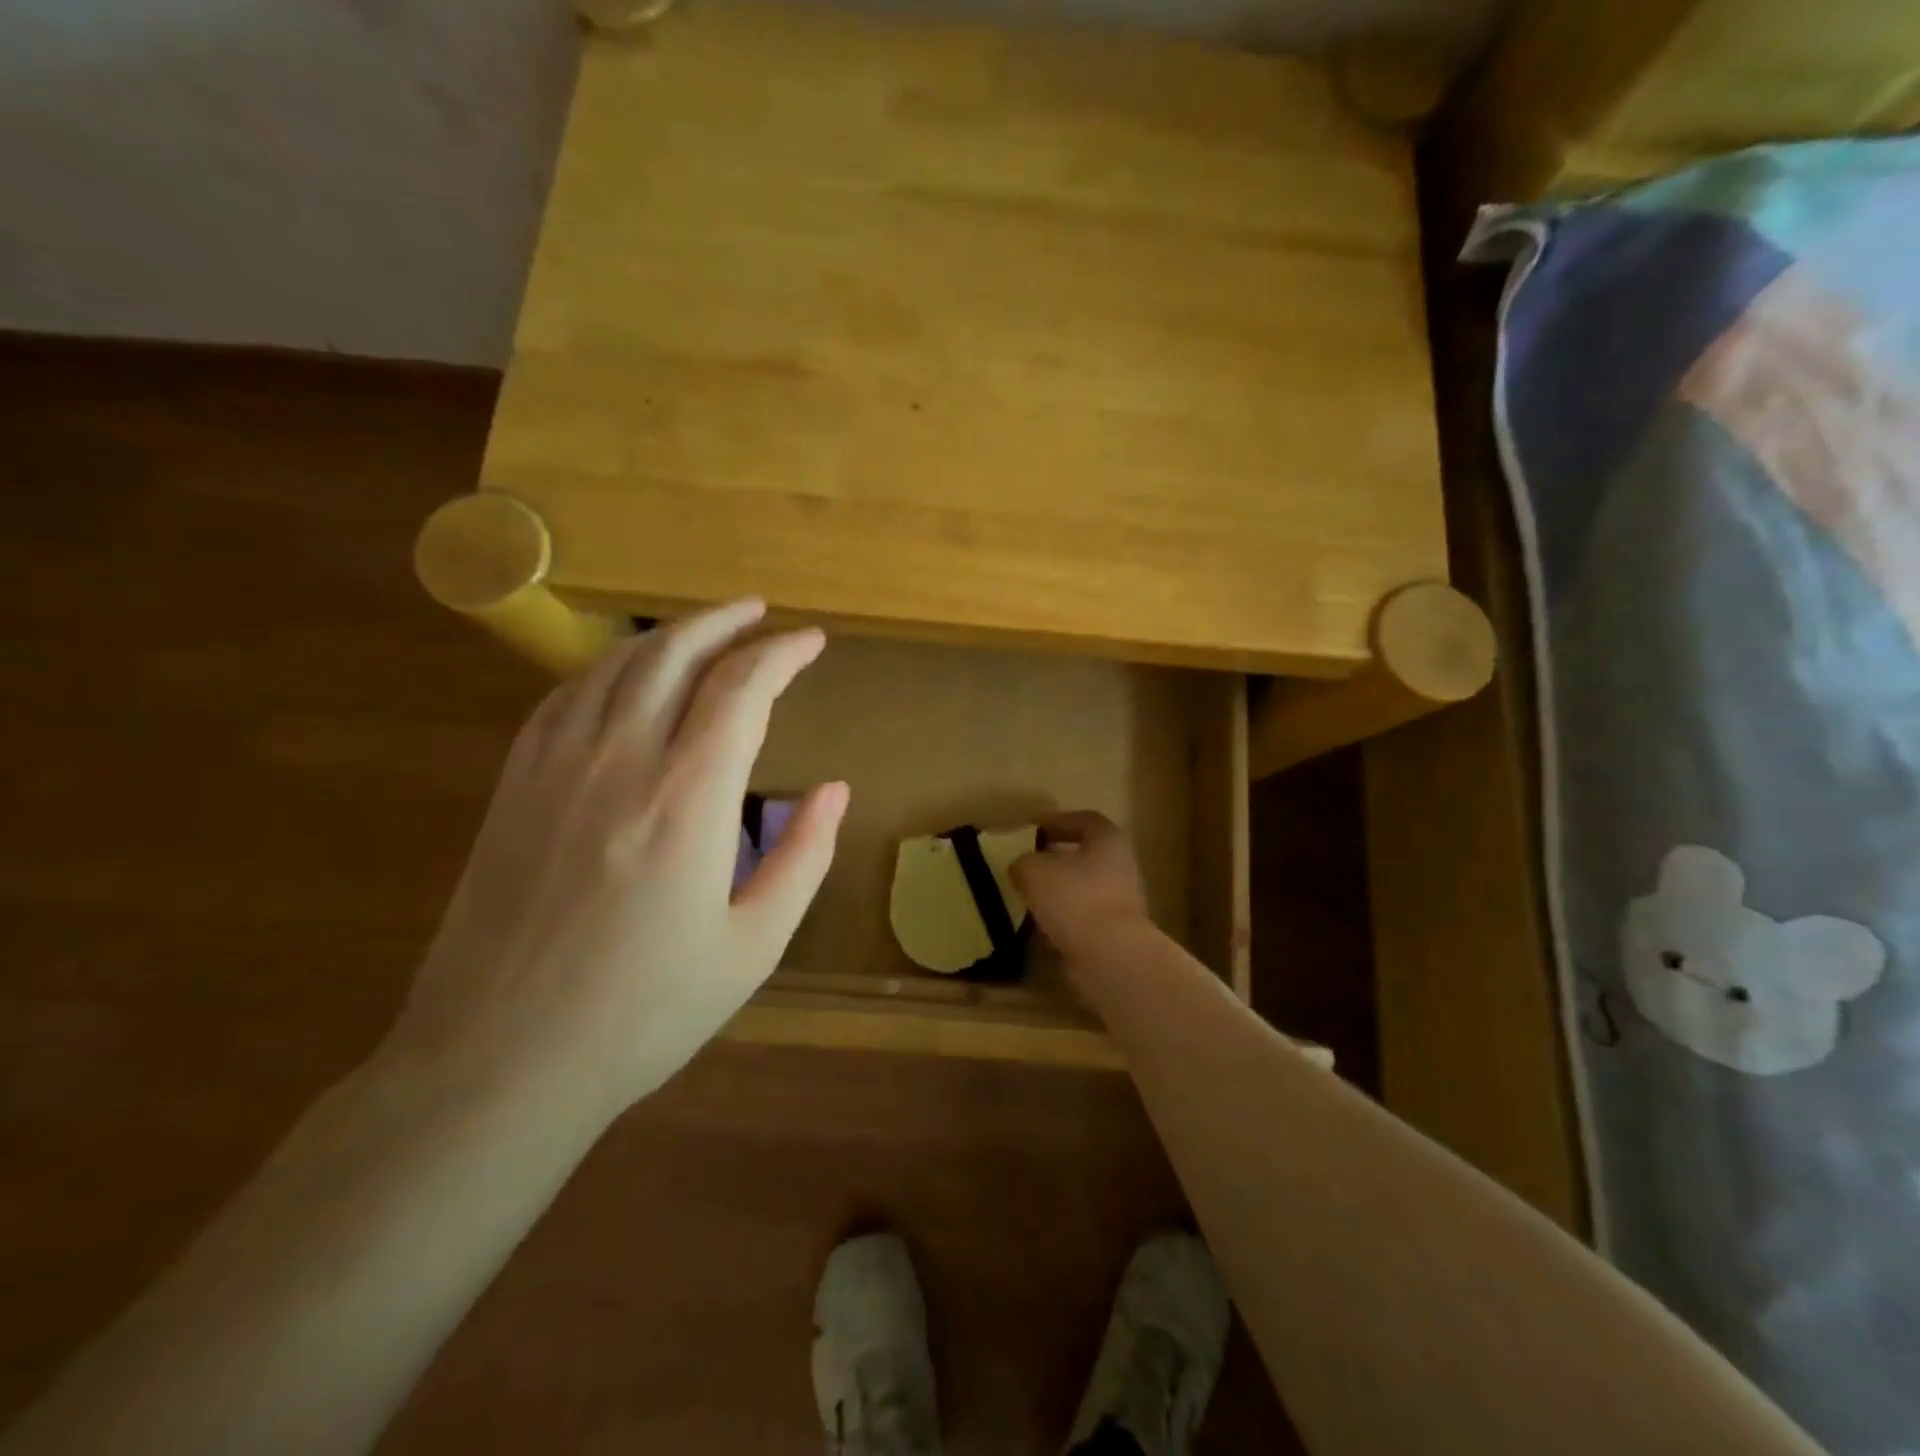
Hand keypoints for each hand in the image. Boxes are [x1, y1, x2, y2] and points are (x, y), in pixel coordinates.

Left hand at [387, 600, 847, 1122]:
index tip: (811, 642)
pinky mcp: (512, 788)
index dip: (781, 655)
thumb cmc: (643, 1012)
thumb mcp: (753, 945)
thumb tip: (833, 789)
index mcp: (687, 799)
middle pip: (673, 655)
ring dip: (665, 635)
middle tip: (758, 612)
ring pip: (614, 666)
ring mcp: (555, 768)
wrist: (499, 1062)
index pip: (741, 690)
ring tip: (701, 630)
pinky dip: (606, 669)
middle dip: (723, 622)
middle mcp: (619, 762)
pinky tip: (622, 675)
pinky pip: (563, 698)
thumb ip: (803, 856)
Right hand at [1011, 810, 1153, 963]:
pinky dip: (1063, 918)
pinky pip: (1084, 917)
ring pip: (1084, 887)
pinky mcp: (1116, 932)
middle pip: (1085, 855)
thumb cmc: (1075, 898)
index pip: (1083, 820)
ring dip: (1058, 890)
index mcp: (1108, 839)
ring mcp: (1123, 900)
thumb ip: (1023, 862)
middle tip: (1027, 862)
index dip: (1055, 821)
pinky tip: (1039, 925)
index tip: (1030, 830)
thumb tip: (1021, 867)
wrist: (1110, 955)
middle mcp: (1121, 865)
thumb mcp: (1033, 870)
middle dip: (1055, 858)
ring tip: (1027, 895)